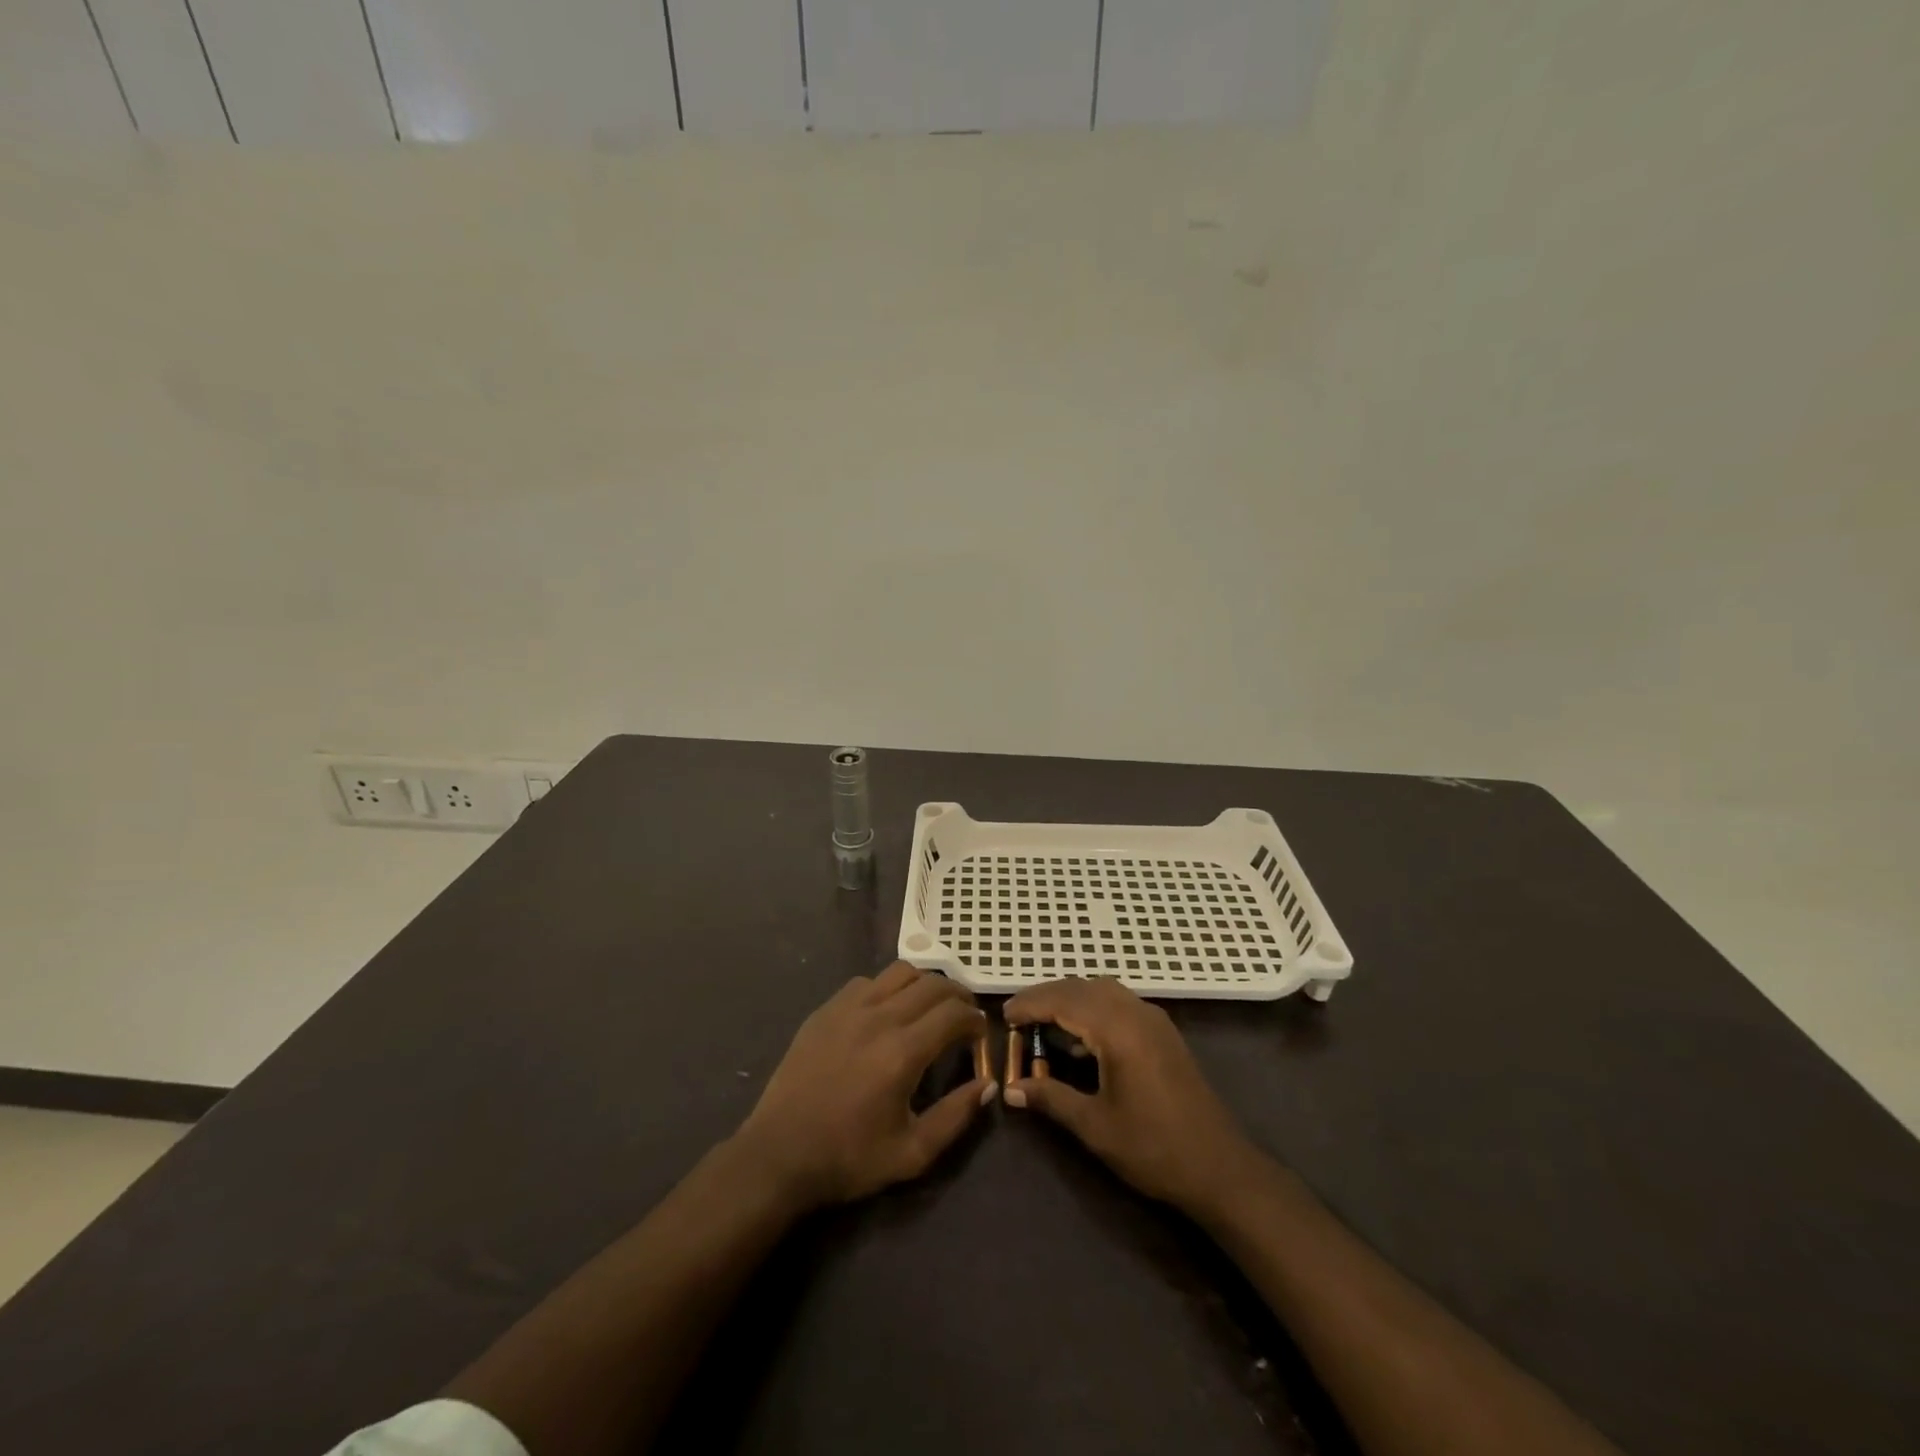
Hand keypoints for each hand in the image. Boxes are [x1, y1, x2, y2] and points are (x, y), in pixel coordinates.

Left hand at [735, 962, 991, 1210]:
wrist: (779, 1154)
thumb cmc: (849, 1158)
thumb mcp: (912, 1153)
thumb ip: (956, 1116)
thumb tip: (988, 1084)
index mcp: (903, 1052)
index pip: (954, 1012)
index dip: (975, 1019)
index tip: (980, 1034)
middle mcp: (879, 1017)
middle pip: (932, 983)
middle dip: (957, 995)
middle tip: (963, 1017)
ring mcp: (848, 1008)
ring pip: (900, 972)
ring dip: (923, 984)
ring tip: (928, 1008)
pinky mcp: (826, 1009)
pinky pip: (867, 981)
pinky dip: (887, 988)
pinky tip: (886, 1013)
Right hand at [1005, 978, 1264, 1215]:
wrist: (1221, 1168)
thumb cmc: (1154, 1148)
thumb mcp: (1095, 1126)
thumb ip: (1051, 1099)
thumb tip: (1011, 1089)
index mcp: (1118, 1029)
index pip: (1063, 1000)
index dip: (1030, 1004)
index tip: (1003, 1016)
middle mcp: (1136, 1012)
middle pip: (1082, 987)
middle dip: (1046, 996)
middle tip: (1017, 1016)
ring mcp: (1153, 1020)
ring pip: (1102, 990)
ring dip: (1070, 999)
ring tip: (1042, 1022)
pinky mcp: (1163, 1033)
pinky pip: (1119, 1003)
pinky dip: (1092, 1008)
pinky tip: (1080, 1041)